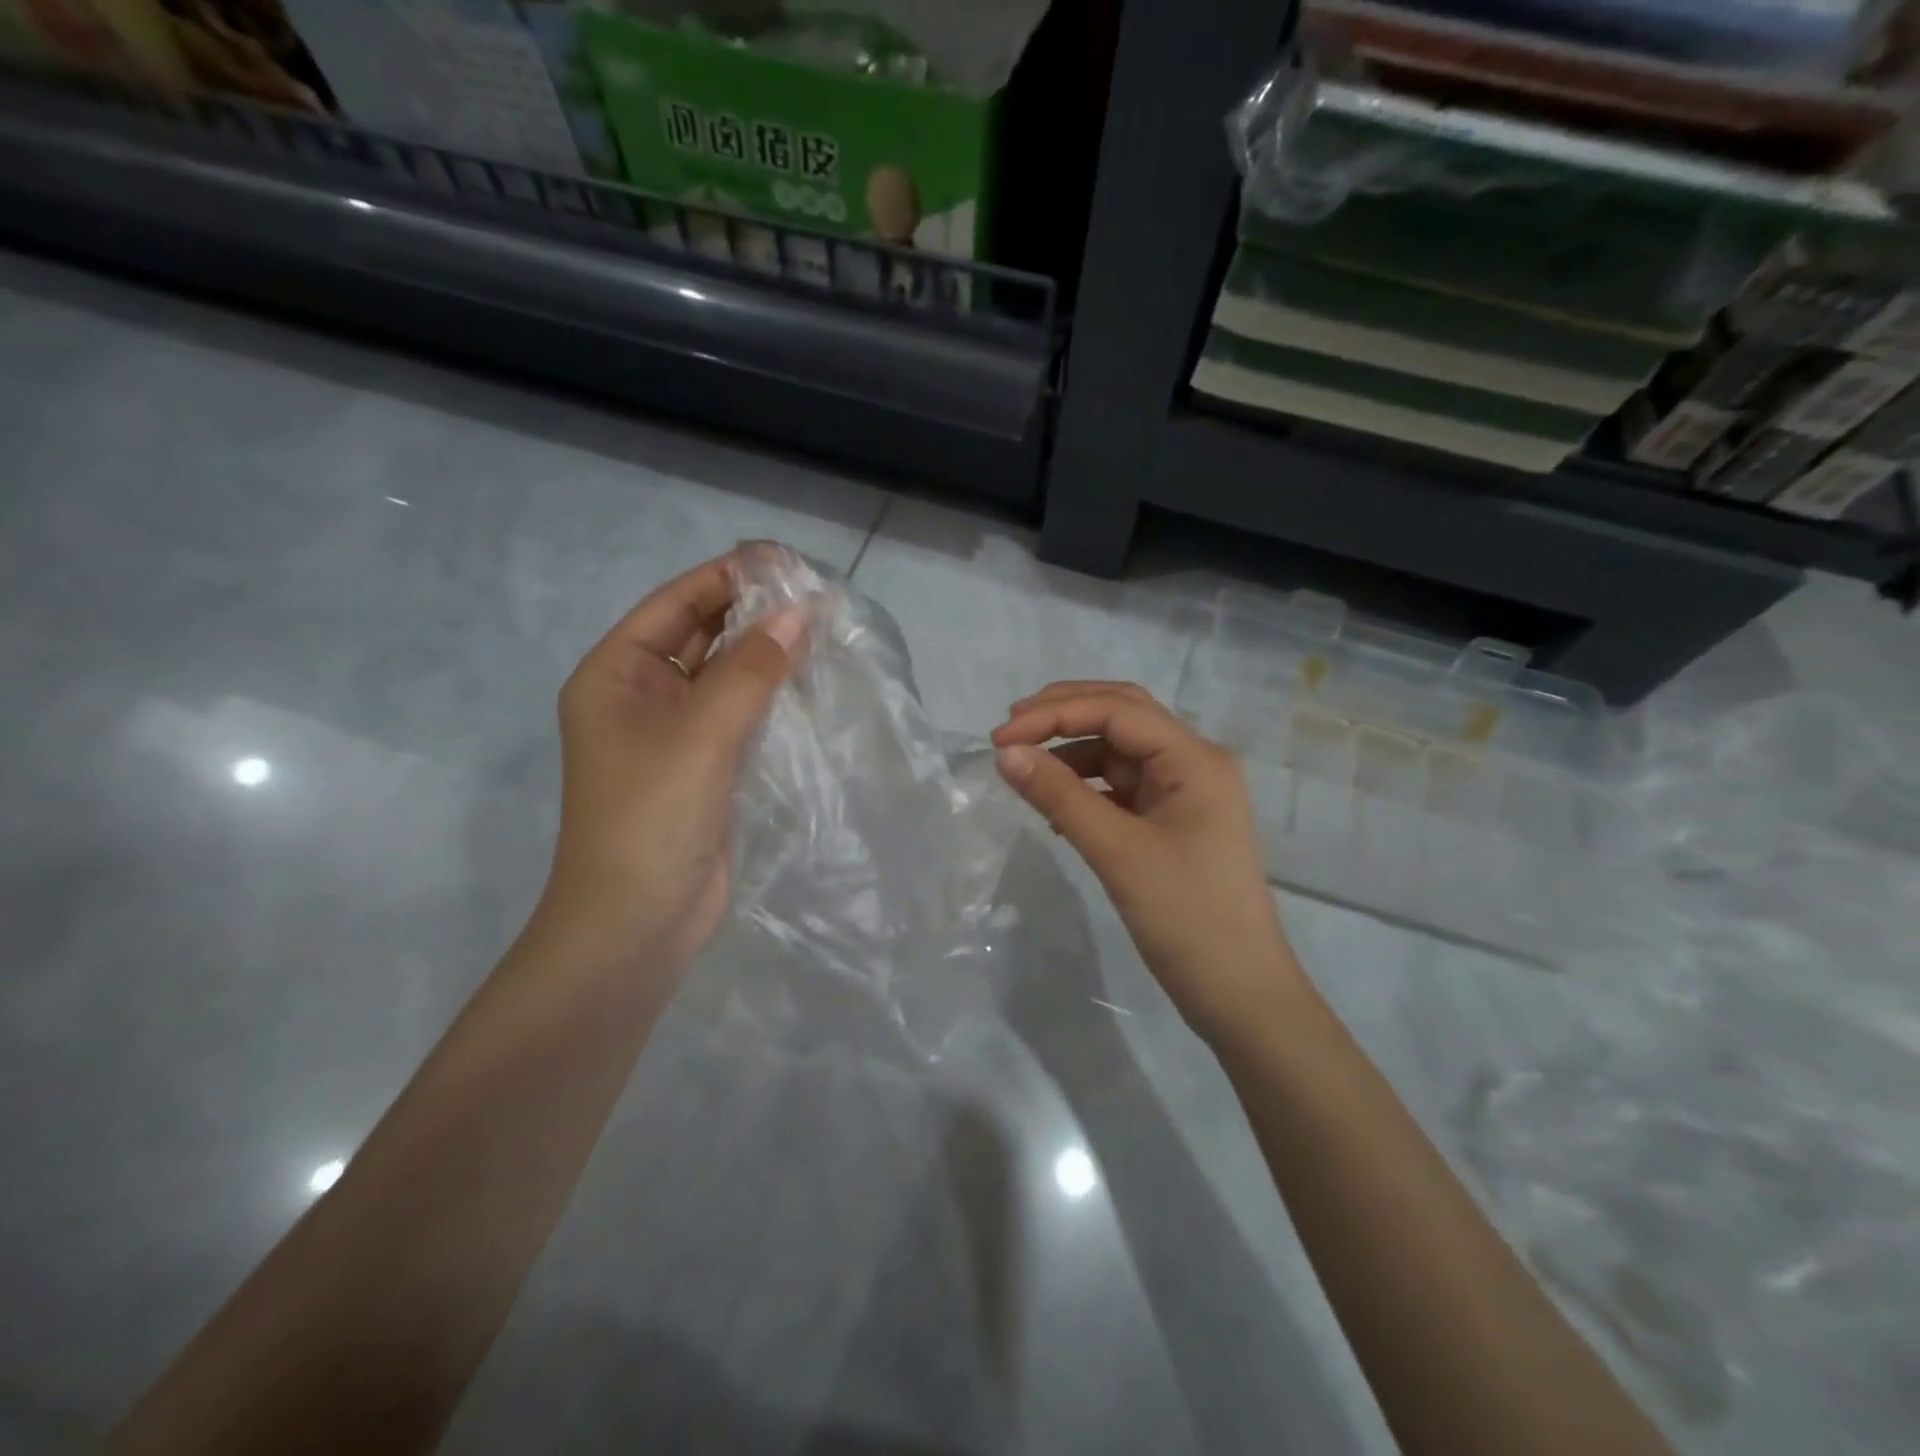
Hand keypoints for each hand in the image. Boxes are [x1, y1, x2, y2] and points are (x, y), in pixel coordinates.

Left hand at [535, 553, 804, 970]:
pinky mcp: (706, 767)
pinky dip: (772, 697)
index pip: (677, 603)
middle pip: (702, 636)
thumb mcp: (702, 733)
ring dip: (768, 655)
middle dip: (754, 614)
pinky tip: (812, 683)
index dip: (729, 577)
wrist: (638, 923)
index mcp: (617, 673)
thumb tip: (800, 612)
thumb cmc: (652, 816)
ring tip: (824, 630)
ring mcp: (675, 734)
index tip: (787, 561)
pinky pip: (741, 715)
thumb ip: (752, 670)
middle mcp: (642, 695)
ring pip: (726, 677)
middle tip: (817, 595)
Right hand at [992, 683, 1304, 1044]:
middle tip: (1010, 728)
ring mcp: (1184, 791)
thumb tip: (1005, 754)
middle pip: (1122, 715)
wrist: (1238, 992)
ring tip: (1023, 766)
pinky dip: (1085, 786)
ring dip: (1071, 750)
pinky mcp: (1172, 820)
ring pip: (1119, 750)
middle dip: (1064, 714)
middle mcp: (1193, 762)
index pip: (1117, 710)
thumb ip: (1059, 796)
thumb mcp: (1116, 851)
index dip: (1054, 715)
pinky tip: (1054, 805)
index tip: (1000, 738)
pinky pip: (1121, 786)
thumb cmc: (1185, 917)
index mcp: (1194, 758)